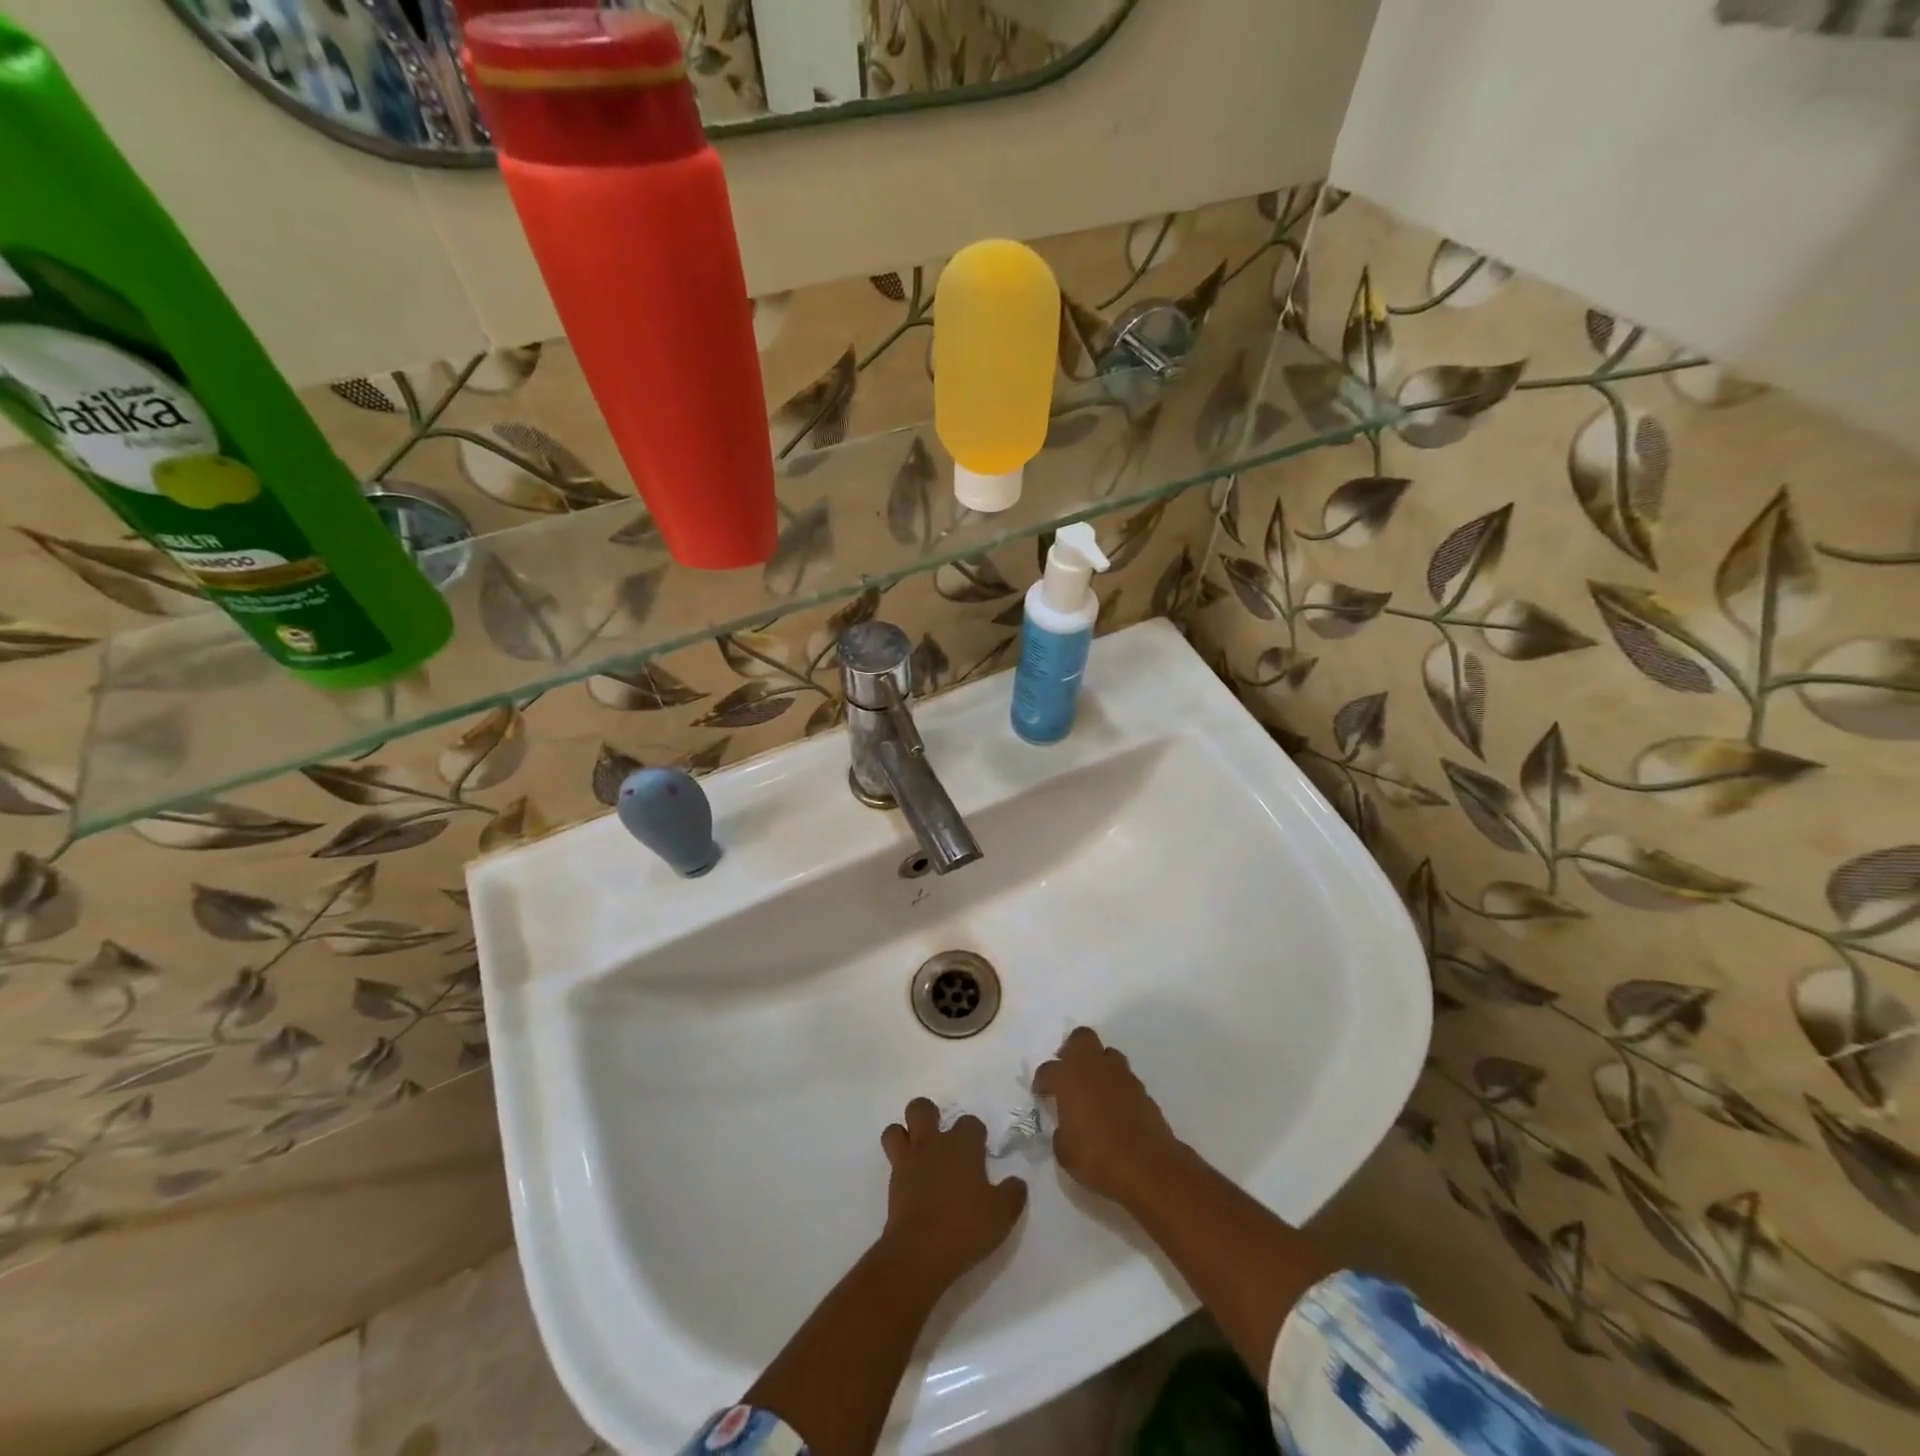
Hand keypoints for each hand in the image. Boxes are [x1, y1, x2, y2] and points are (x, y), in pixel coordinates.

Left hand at [878, 1098, 1027, 1293]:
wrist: (920, 1253)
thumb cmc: (965, 1227)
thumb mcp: (1002, 1215)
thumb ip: (1013, 1194)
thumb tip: (1016, 1182)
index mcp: (962, 1145)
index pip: (970, 1122)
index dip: (975, 1134)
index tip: (979, 1150)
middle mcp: (933, 1144)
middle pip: (921, 1109)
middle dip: (929, 1116)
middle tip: (940, 1138)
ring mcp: (908, 1161)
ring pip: (895, 1129)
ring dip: (905, 1136)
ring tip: (917, 1152)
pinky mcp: (892, 1183)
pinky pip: (891, 1161)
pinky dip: (899, 1165)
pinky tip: (911, 1181)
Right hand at [1033, 1027, 1190, 1210]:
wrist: (1148, 1167)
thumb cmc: (1098, 1158)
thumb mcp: (1065, 1152)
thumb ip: (1062, 1131)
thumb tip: (1066, 1126)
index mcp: (1069, 1079)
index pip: (1048, 1070)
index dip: (1042, 1081)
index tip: (1041, 1094)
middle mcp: (1095, 1068)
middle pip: (1082, 1038)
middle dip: (1072, 1050)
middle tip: (1068, 1072)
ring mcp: (1122, 1076)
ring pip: (1107, 1054)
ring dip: (1098, 1066)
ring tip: (1094, 1090)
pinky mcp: (1143, 1090)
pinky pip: (1124, 1078)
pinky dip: (1116, 1087)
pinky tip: (1115, 1108)